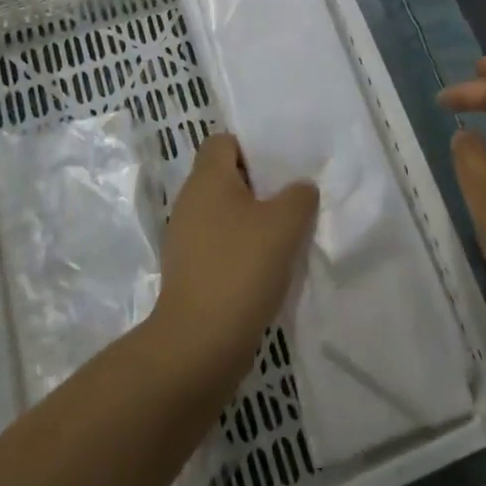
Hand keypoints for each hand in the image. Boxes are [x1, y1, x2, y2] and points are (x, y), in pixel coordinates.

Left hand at [151, 134, 318, 385]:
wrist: (199, 344)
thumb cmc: (241, 268)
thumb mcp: (285, 224)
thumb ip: (299, 195)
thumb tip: (299, 189)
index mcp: (206, 179)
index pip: (223, 142)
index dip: (251, 148)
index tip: (281, 167)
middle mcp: (190, 202)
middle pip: (226, 178)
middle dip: (259, 187)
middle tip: (293, 199)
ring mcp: (186, 240)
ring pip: (225, 214)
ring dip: (253, 222)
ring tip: (287, 235)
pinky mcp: (190, 272)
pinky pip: (221, 246)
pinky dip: (242, 251)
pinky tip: (269, 267)